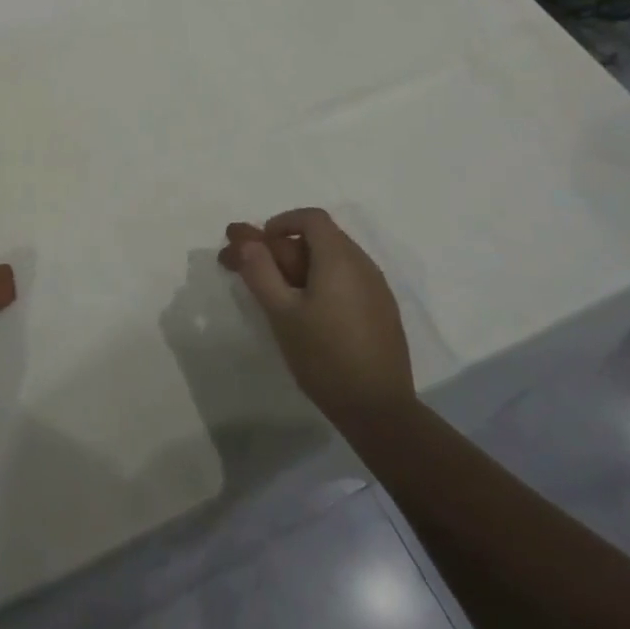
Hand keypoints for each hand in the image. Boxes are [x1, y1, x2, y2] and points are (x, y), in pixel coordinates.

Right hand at [219, 208, 415, 432]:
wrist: (379, 410)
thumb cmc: (324, 356)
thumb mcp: (281, 313)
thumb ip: (260, 271)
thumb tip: (246, 241)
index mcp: (339, 258)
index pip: (310, 218)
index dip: (281, 223)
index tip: (259, 246)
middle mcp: (363, 264)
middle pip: (321, 238)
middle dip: (284, 249)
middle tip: (256, 273)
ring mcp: (377, 289)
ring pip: (334, 261)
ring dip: (303, 267)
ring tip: (279, 297)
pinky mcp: (383, 312)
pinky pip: (348, 281)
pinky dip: (324, 283)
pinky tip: (310, 315)